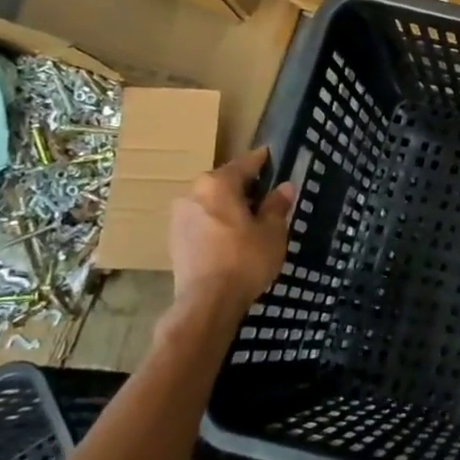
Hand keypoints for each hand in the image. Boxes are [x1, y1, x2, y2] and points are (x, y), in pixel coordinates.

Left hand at [167, 149, 293, 316]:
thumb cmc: (245, 260)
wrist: (207, 303)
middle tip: (266, 193)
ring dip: (228, 206)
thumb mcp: (272, 232)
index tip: (272, 156)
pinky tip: (231, 237)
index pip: (245, 163)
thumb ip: (277, 206)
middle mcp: (193, 193)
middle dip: (244, 187)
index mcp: (217, 184)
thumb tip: (284, 187)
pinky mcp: (174, 240)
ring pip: (211, 202)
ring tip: (250, 219)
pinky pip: (201, 221)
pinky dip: (217, 223)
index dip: (262, 160)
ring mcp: (179, 217)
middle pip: (224, 182)